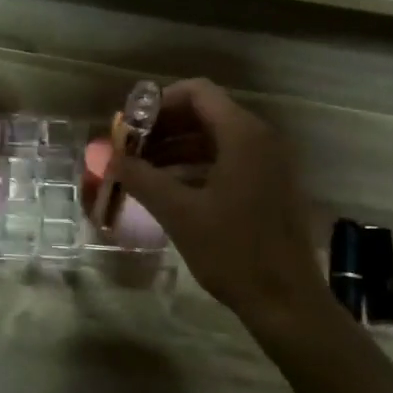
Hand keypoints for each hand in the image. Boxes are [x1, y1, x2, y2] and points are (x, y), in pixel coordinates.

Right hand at [110, 79, 328, 328]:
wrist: (286, 301)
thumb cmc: (233, 252)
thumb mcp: (179, 213)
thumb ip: (141, 177)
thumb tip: (107, 156)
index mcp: (243, 135)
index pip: (197, 92)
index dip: (158, 103)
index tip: (129, 128)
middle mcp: (261, 138)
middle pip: (205, 113)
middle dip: (163, 128)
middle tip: (130, 151)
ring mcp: (269, 162)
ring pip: (215, 139)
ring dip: (177, 148)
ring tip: (141, 172)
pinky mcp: (270, 185)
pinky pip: (228, 160)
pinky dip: (196, 166)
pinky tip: (169, 189)